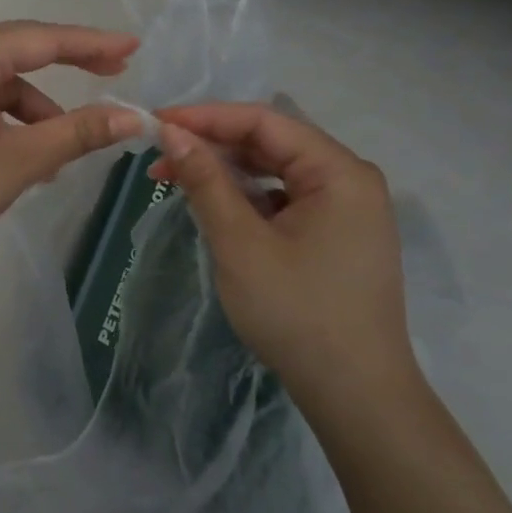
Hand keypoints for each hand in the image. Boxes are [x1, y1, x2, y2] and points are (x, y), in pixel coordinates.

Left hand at [0, 22, 143, 269]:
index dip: (92, 43)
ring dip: (34, 112)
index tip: (134, 47)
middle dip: (69, 66)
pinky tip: (24, 159)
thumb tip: (132, 116)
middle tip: (116, 73)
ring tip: (59, 158)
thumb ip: (77, 133)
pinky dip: (6, 121)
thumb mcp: (19, 161)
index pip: (43, 38)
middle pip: (20, 52)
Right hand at [151, 103, 416, 418]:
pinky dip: (246, 197)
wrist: (356, 395)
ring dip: (226, 171)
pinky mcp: (336, 235)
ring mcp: (346, 209)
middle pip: (271, 143)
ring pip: (275, 171)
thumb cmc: (297, 313)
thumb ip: (206, 181)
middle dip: (212, 144)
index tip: (155, 122)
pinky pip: (284, 198)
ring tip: (175, 179)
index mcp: (339, 171)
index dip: (205, 117)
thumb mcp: (240, 243)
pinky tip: (215, 206)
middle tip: (158, 155)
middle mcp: (349, 180)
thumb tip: (172, 132)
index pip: (263, 122)